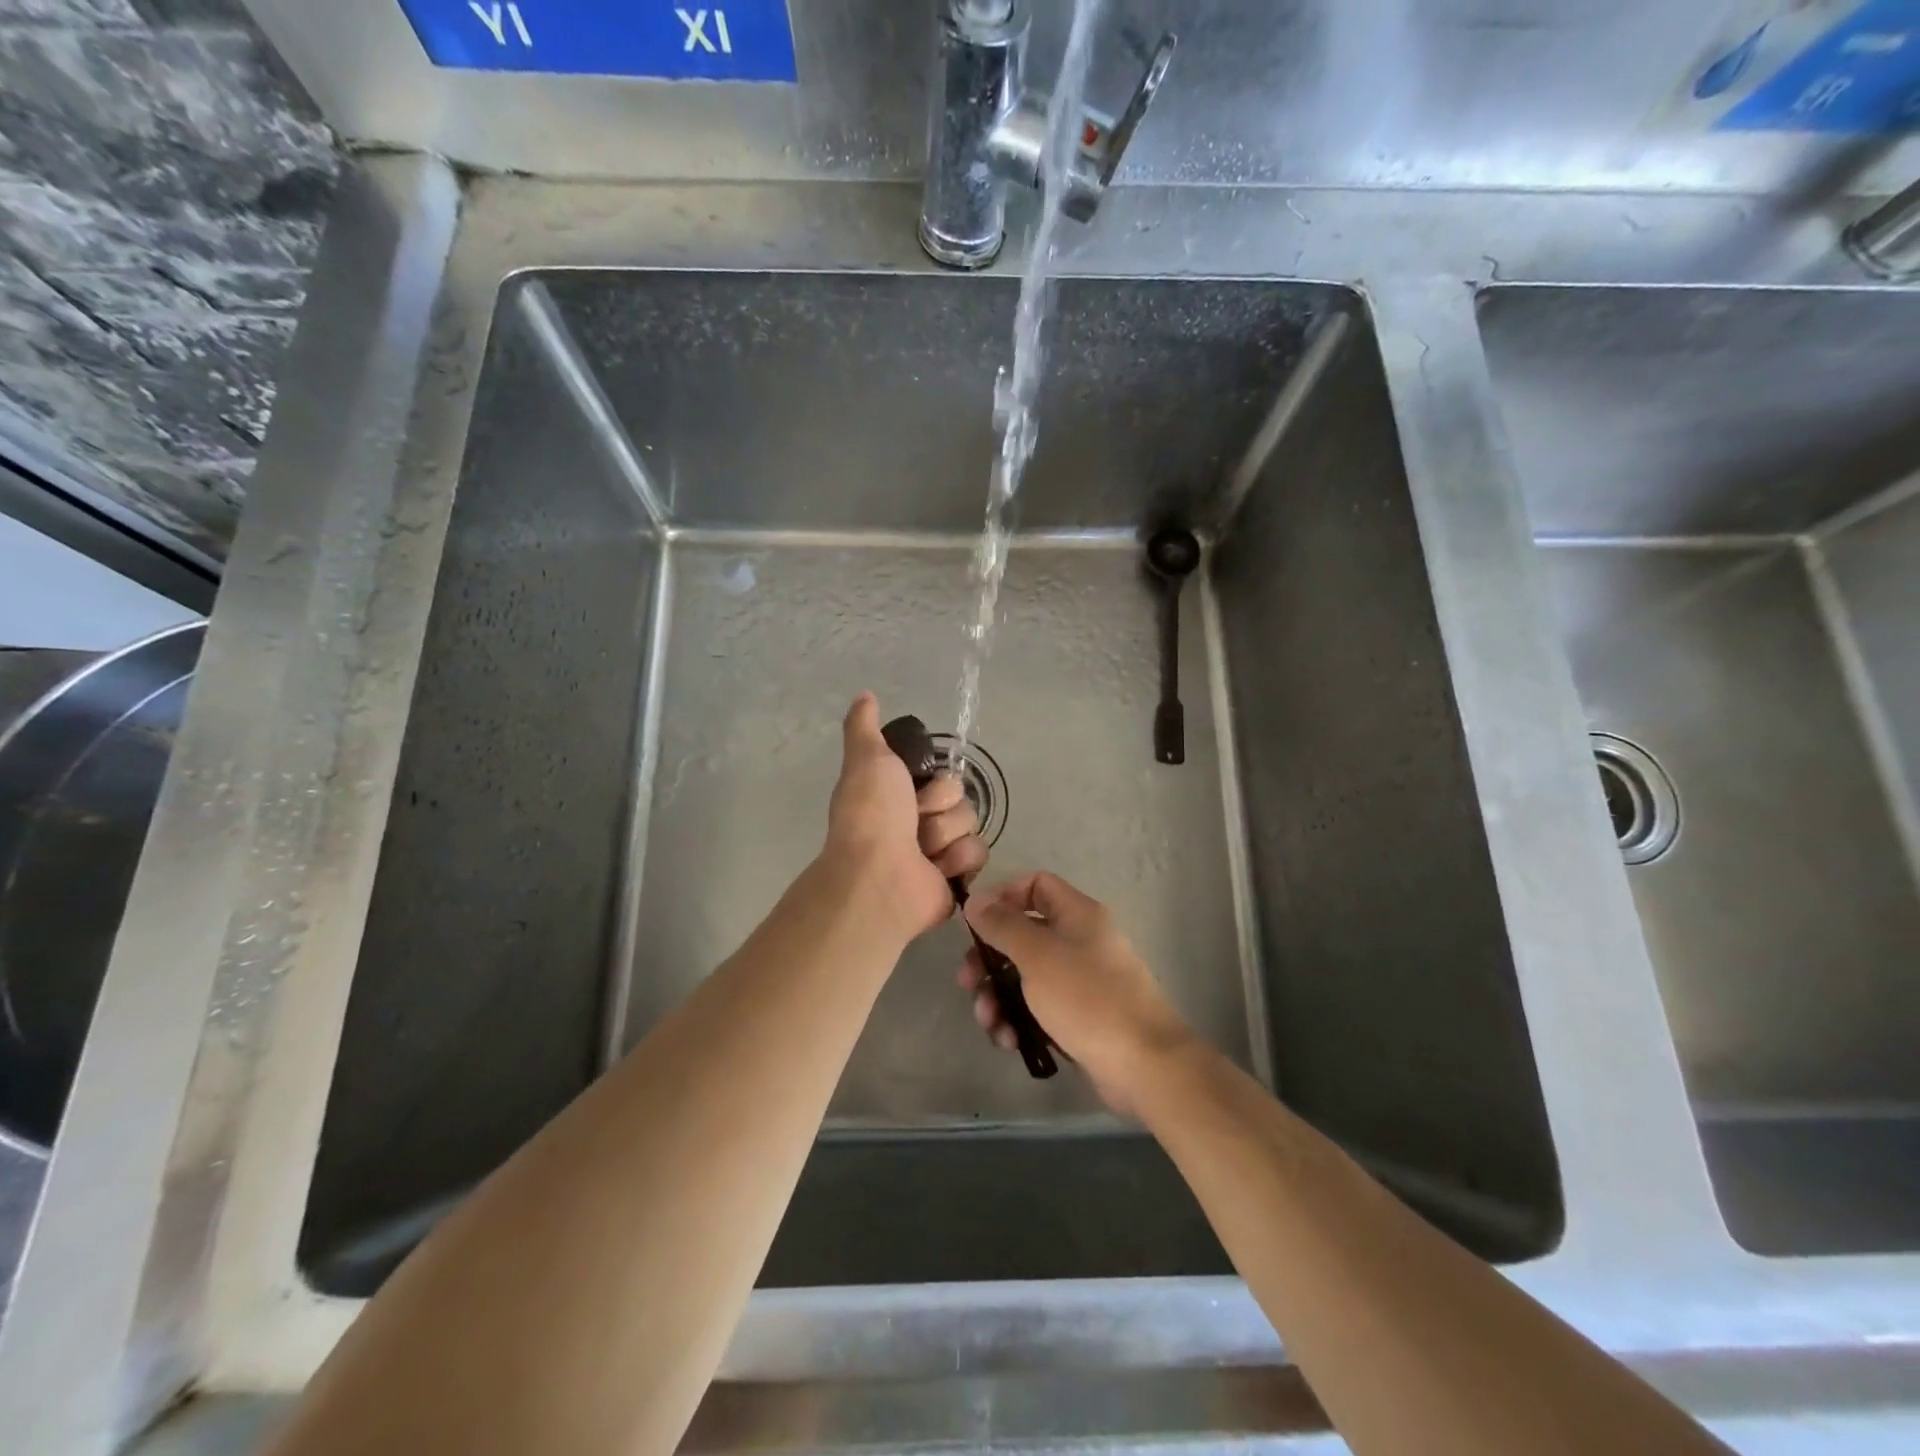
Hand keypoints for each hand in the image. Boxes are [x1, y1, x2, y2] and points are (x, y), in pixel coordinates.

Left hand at [823, 694, 986, 942]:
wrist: (878, 876)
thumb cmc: (871, 814)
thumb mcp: (866, 758)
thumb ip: (865, 727)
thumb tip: (865, 695)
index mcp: (900, 796)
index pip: (943, 776)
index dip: (934, 781)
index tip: (913, 788)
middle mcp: (918, 822)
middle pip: (959, 798)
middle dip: (939, 808)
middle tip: (915, 821)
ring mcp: (937, 852)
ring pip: (970, 824)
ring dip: (946, 835)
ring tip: (922, 850)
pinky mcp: (955, 879)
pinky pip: (978, 854)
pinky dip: (958, 860)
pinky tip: (936, 869)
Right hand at [960, 872, 1194, 1114]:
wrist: (1144, 1065)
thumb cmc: (1088, 998)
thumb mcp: (1037, 955)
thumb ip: (1003, 925)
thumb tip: (976, 899)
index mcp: (1077, 915)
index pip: (1036, 885)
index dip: (1003, 897)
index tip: (975, 923)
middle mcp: (1079, 941)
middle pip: (1023, 935)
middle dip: (990, 959)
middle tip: (967, 982)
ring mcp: (1080, 982)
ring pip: (1026, 977)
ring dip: (999, 997)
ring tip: (990, 1024)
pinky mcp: (1078, 1018)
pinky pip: (1038, 1009)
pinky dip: (1019, 1021)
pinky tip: (1009, 1042)